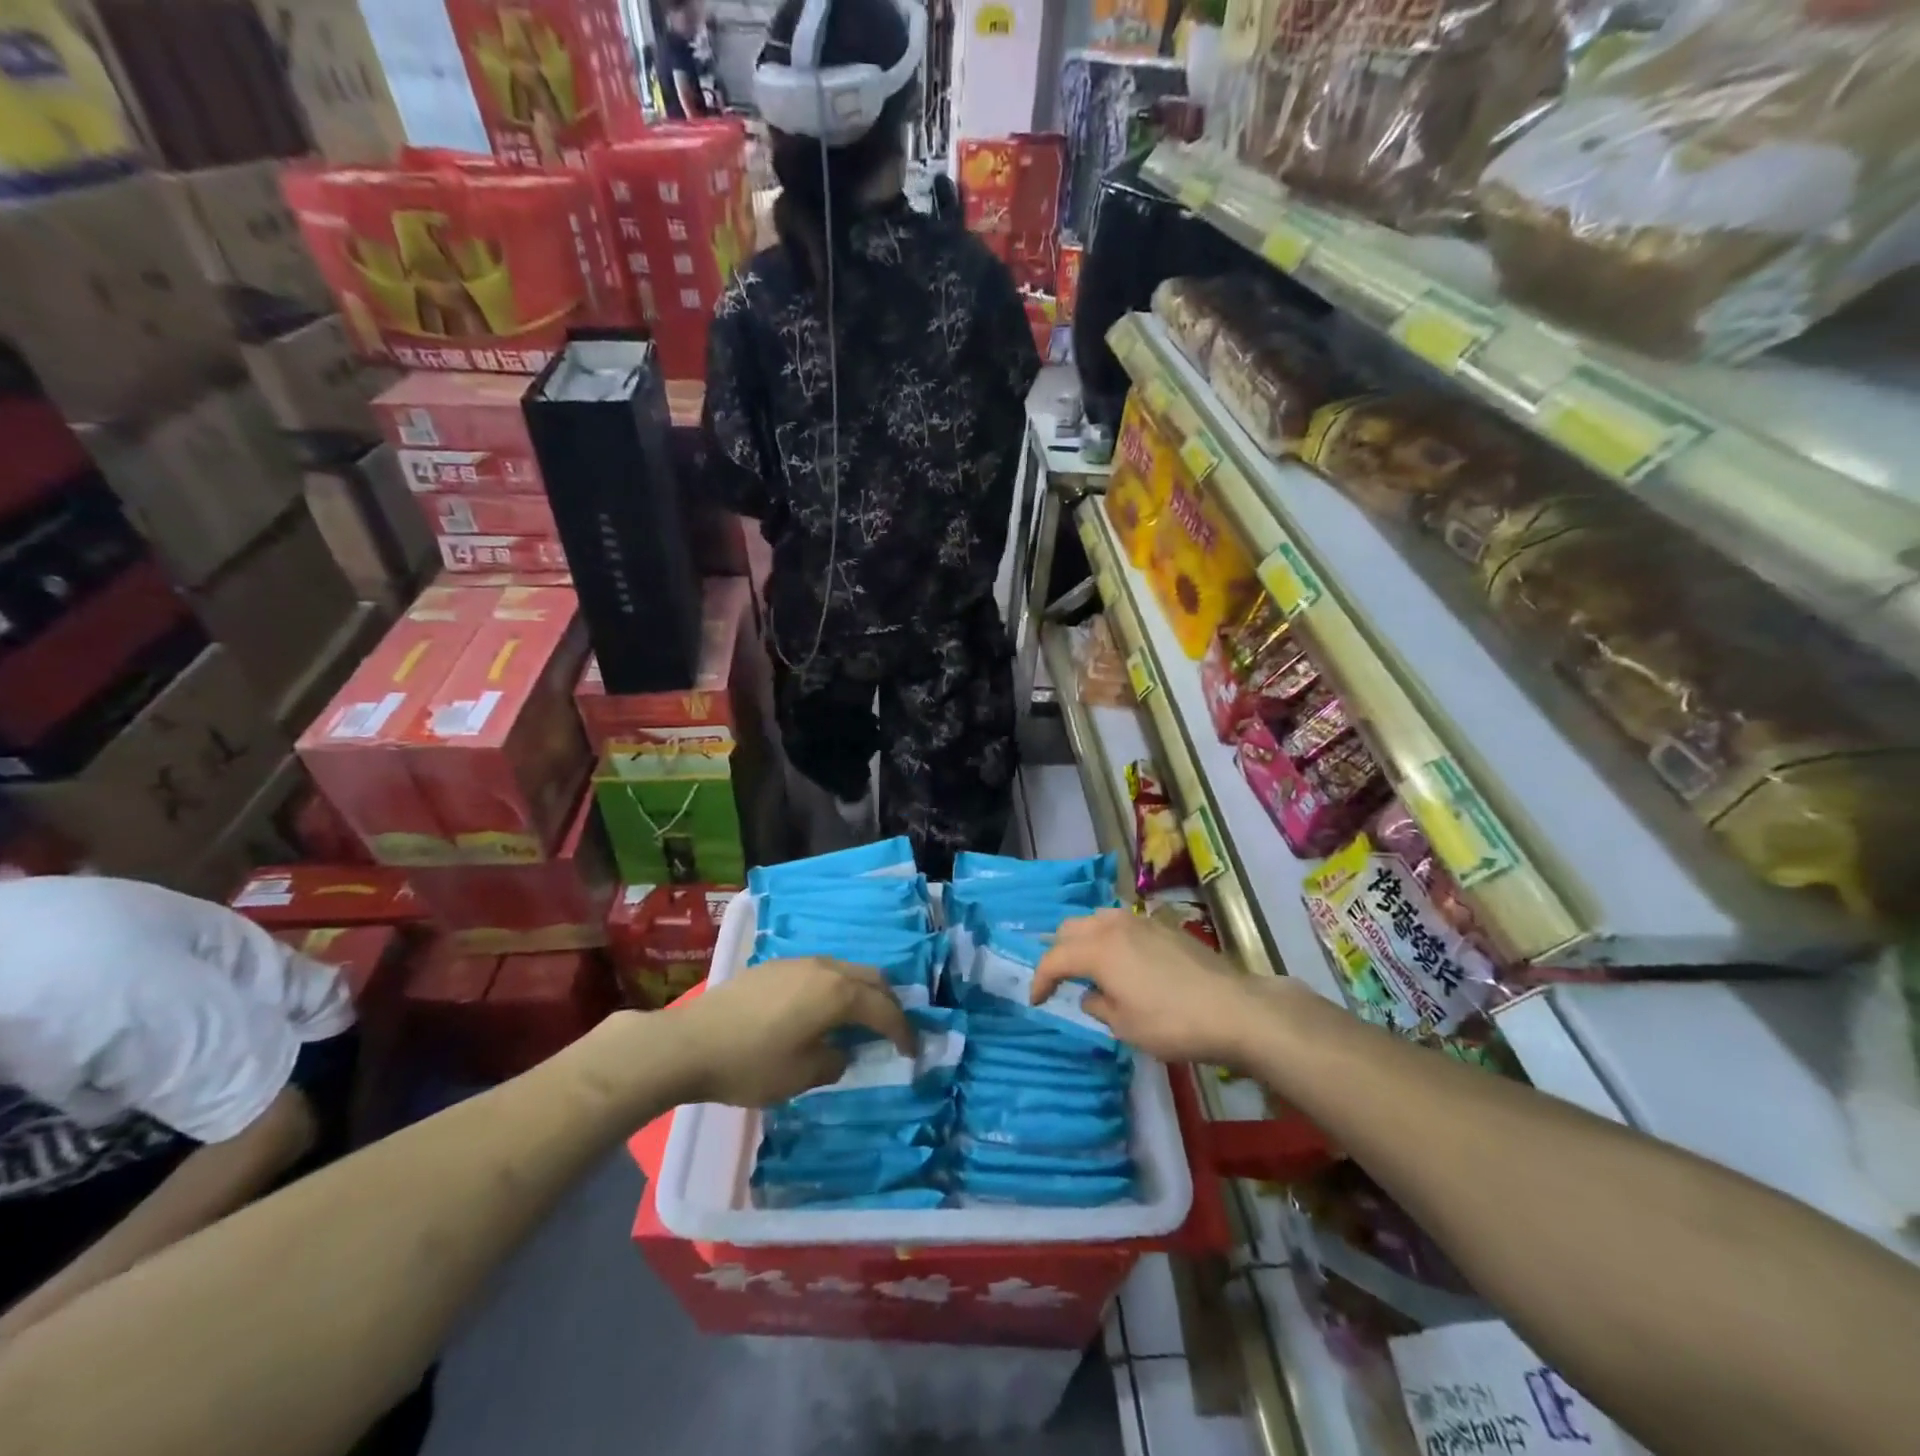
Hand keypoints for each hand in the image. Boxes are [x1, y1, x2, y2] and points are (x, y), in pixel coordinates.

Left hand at [661, 958, 914, 1106]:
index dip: (903, 1031)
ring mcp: (798, 962)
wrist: (689, 1043)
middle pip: (871, 978)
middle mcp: (824, 968)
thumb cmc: (751, 1063)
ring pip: (846, 970)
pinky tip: (820, 1010)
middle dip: (888, 1003)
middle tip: (892, 1030)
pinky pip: (821, 971)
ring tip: (859, 1019)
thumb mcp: (801, 1076)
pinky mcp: (775, 966)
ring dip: (861, 992)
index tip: (912, 1051)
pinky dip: (835, 988)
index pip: (884, 1009)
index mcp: (837, 993)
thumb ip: (834, 1061)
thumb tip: (840, 1051)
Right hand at [1030, 909, 1285, 1065]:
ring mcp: (1140, 921)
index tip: (1037, 1001)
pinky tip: (1121, 960)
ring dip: (1083, 939)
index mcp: (1098, 950)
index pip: (1054, 958)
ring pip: (1096, 919)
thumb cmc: (1172, 1023)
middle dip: (1058, 952)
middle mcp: (1113, 926)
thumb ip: (1098, 1006)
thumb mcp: (1125, 1026)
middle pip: (1070, 928)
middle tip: (1059, 979)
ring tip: (1088, 965)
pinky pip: (1121, 923)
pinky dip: (1109, 937)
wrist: (1233, 1008)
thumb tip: (1090, 994)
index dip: (1040, 979)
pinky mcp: (1163, 926)